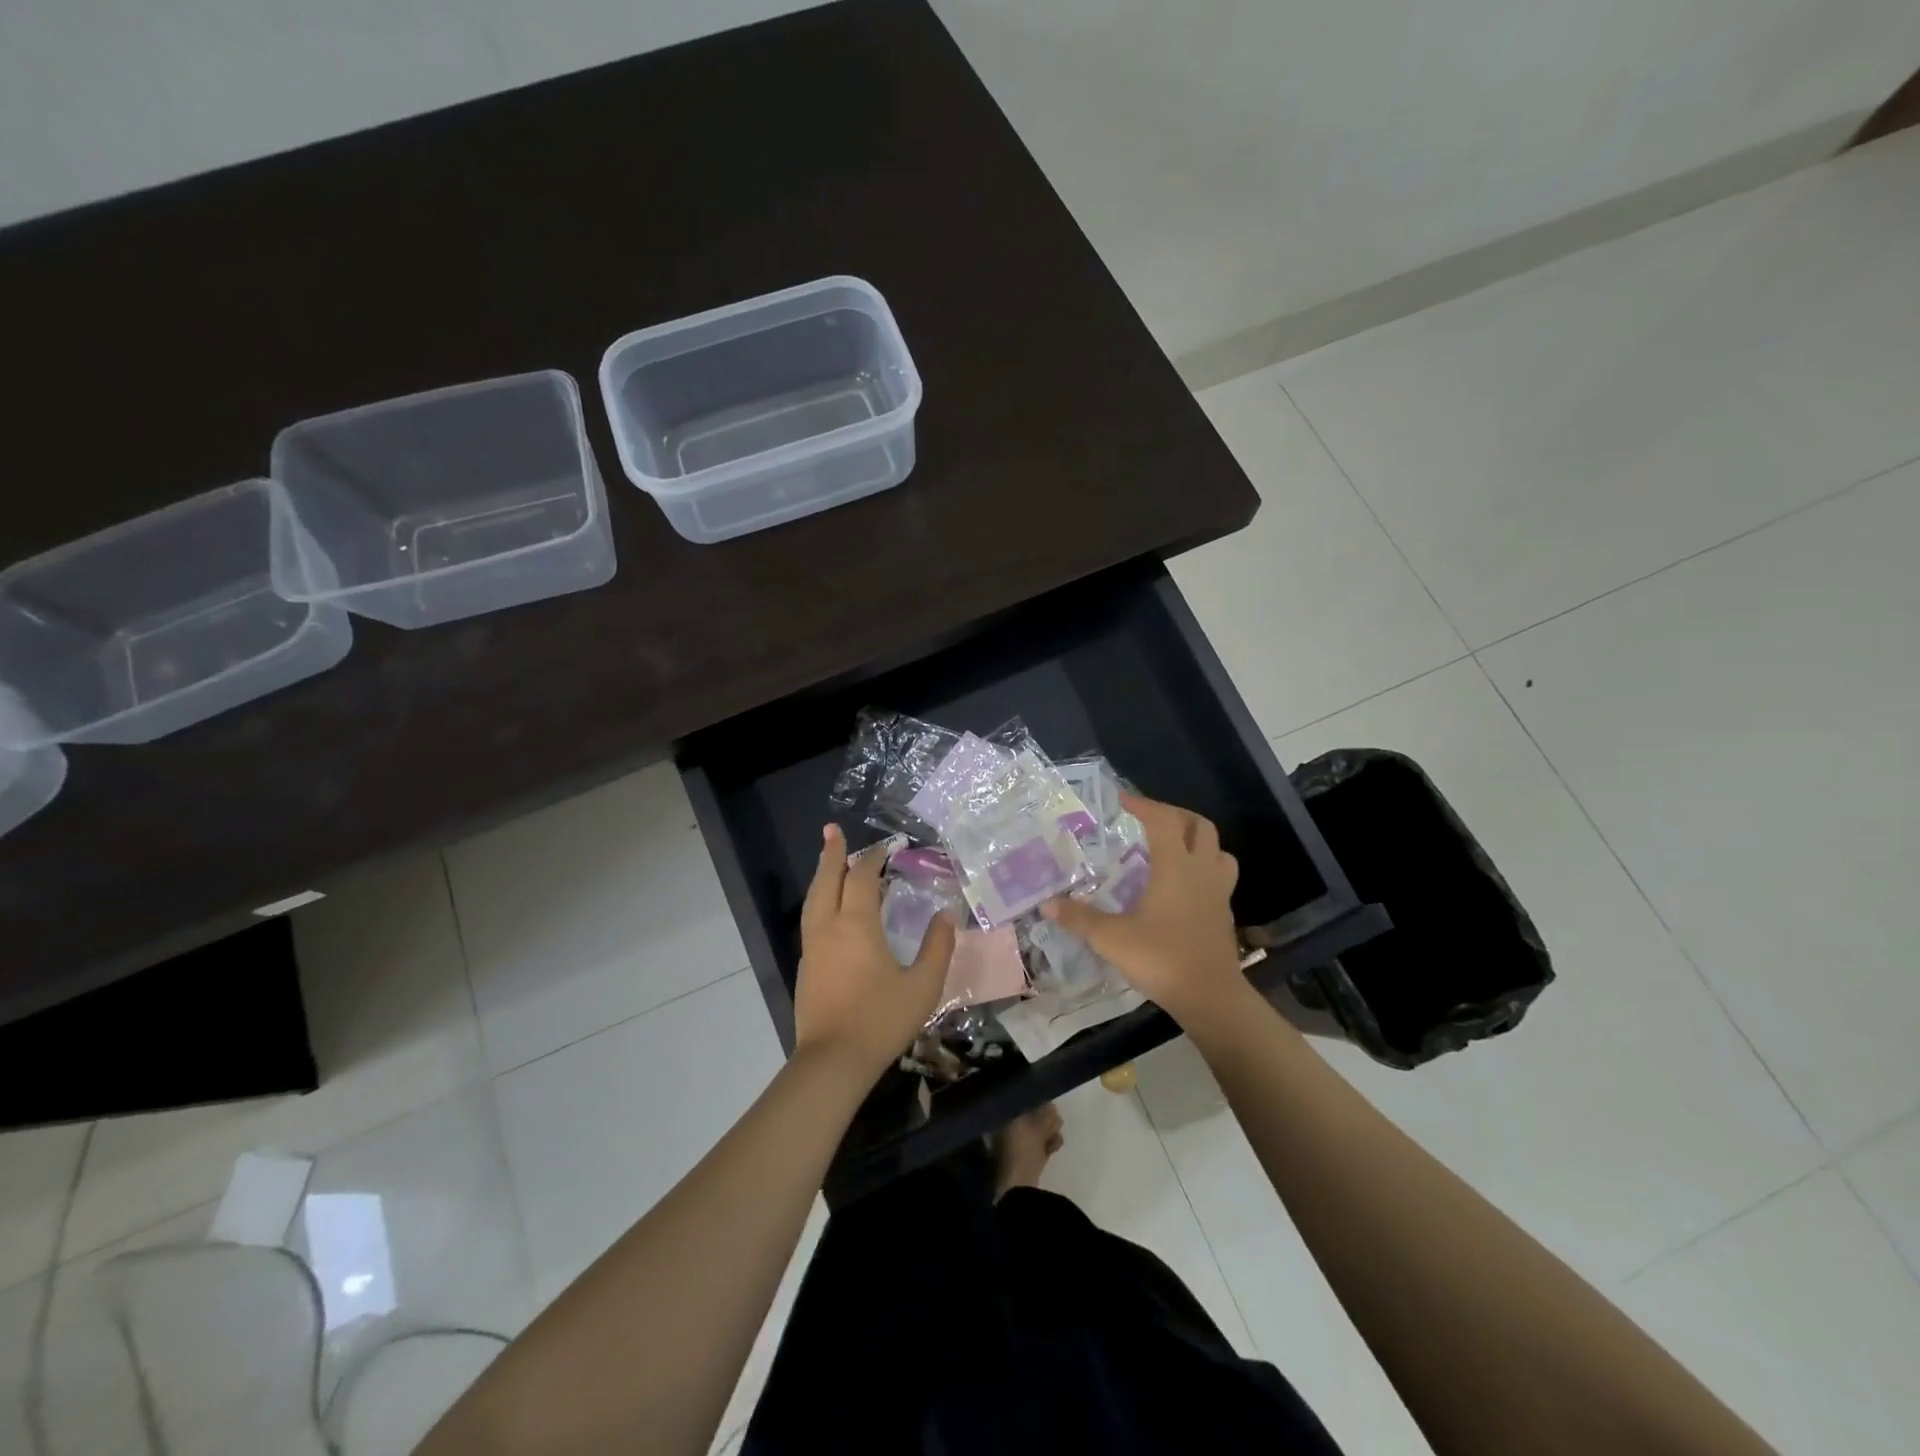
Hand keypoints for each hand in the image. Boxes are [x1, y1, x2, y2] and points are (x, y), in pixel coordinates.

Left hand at [793, 824, 957, 1080]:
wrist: (832, 1062)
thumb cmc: (881, 1020)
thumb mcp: (922, 986)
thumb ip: (937, 947)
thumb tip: (946, 915)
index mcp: (857, 926)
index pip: (863, 878)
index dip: (875, 858)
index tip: (890, 846)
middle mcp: (829, 927)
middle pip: (827, 880)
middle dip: (832, 853)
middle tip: (832, 830)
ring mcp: (813, 947)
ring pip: (814, 899)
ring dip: (822, 875)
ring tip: (829, 861)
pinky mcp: (806, 966)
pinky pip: (811, 918)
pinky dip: (820, 899)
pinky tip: (829, 907)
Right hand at [1043, 793, 1245, 1023]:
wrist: (1211, 998)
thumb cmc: (1161, 959)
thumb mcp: (1111, 939)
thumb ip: (1079, 918)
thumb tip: (1047, 905)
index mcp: (1176, 866)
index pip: (1163, 821)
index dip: (1143, 806)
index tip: (1122, 800)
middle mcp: (1201, 871)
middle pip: (1200, 826)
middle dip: (1175, 815)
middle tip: (1149, 819)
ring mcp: (1218, 892)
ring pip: (1218, 851)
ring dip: (1198, 841)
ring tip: (1172, 848)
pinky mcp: (1224, 914)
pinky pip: (1219, 877)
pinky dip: (1202, 869)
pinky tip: (1181, 886)